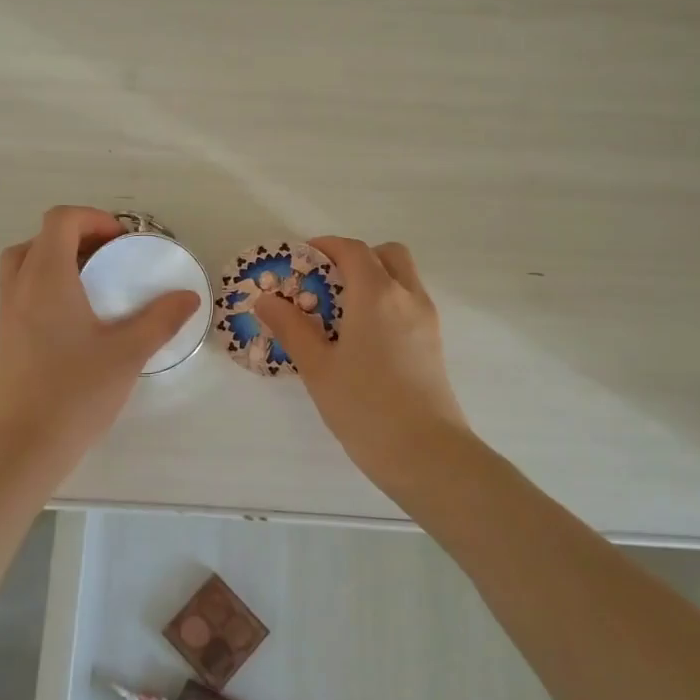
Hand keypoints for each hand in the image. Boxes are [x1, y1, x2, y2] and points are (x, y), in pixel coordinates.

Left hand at [0, 206, 201, 477]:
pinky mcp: (5, 339)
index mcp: (46, 277)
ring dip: (58, 263)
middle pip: (39, 240)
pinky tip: (78, 323)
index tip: (123, 242)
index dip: (93, 219)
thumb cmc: (74, 393)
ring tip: (95, 288)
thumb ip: (161, 320)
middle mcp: (20, 287)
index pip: (61, 220)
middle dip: (76, 238)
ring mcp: (7, 314)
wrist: (19, 447)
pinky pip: (23, 293)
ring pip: (25, 266)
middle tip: (109, 260)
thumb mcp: (128, 354)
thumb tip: (189, 297)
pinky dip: (47, 288)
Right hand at [254, 238, 468, 482]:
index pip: (352, 250)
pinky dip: (387, 302)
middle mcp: (407, 297)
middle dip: (356, 258)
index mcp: (377, 295)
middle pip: (386, 255)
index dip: (325, 246)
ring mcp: (426, 320)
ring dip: (374, 279)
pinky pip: (409, 304)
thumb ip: (291, 327)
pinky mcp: (434, 344)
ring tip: (341, 314)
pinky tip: (363, 339)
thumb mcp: (318, 367)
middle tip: (326, 283)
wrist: (425, 453)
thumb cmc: (365, 406)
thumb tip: (265, 300)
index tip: (301, 259)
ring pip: (403, 278)